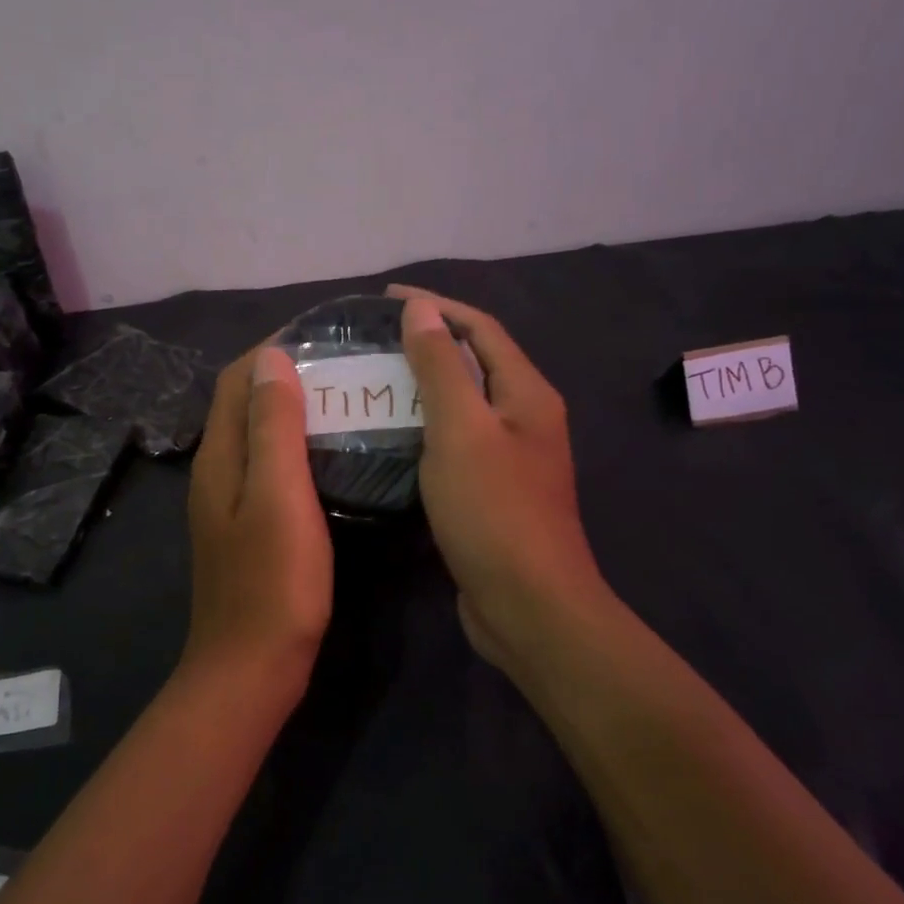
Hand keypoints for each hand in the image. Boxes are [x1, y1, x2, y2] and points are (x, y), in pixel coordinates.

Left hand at [182, 345, 333, 693]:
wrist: (252, 668)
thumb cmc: (273, 582)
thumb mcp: (279, 496)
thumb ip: (273, 427)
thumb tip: (270, 359)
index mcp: (219, 458)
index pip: (236, 381)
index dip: (271, 350)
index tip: (321, 335)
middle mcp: (217, 473)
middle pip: (244, 405)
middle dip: (285, 376)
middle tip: (343, 366)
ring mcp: (230, 504)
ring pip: (259, 438)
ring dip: (293, 411)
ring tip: (344, 400)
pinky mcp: (249, 528)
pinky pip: (270, 469)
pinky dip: (296, 447)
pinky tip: (332, 456)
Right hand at [389, 285, 616, 673]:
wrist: (528, 605)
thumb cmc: (494, 511)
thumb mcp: (461, 430)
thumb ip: (441, 367)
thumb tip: (421, 309)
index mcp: (526, 394)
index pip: (481, 329)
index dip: (437, 306)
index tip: (386, 298)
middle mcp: (526, 419)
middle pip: (476, 364)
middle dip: (429, 344)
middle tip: (375, 342)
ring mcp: (513, 459)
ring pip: (465, 407)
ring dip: (425, 389)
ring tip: (375, 383)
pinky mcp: (495, 493)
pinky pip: (458, 444)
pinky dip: (427, 430)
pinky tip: (393, 438)